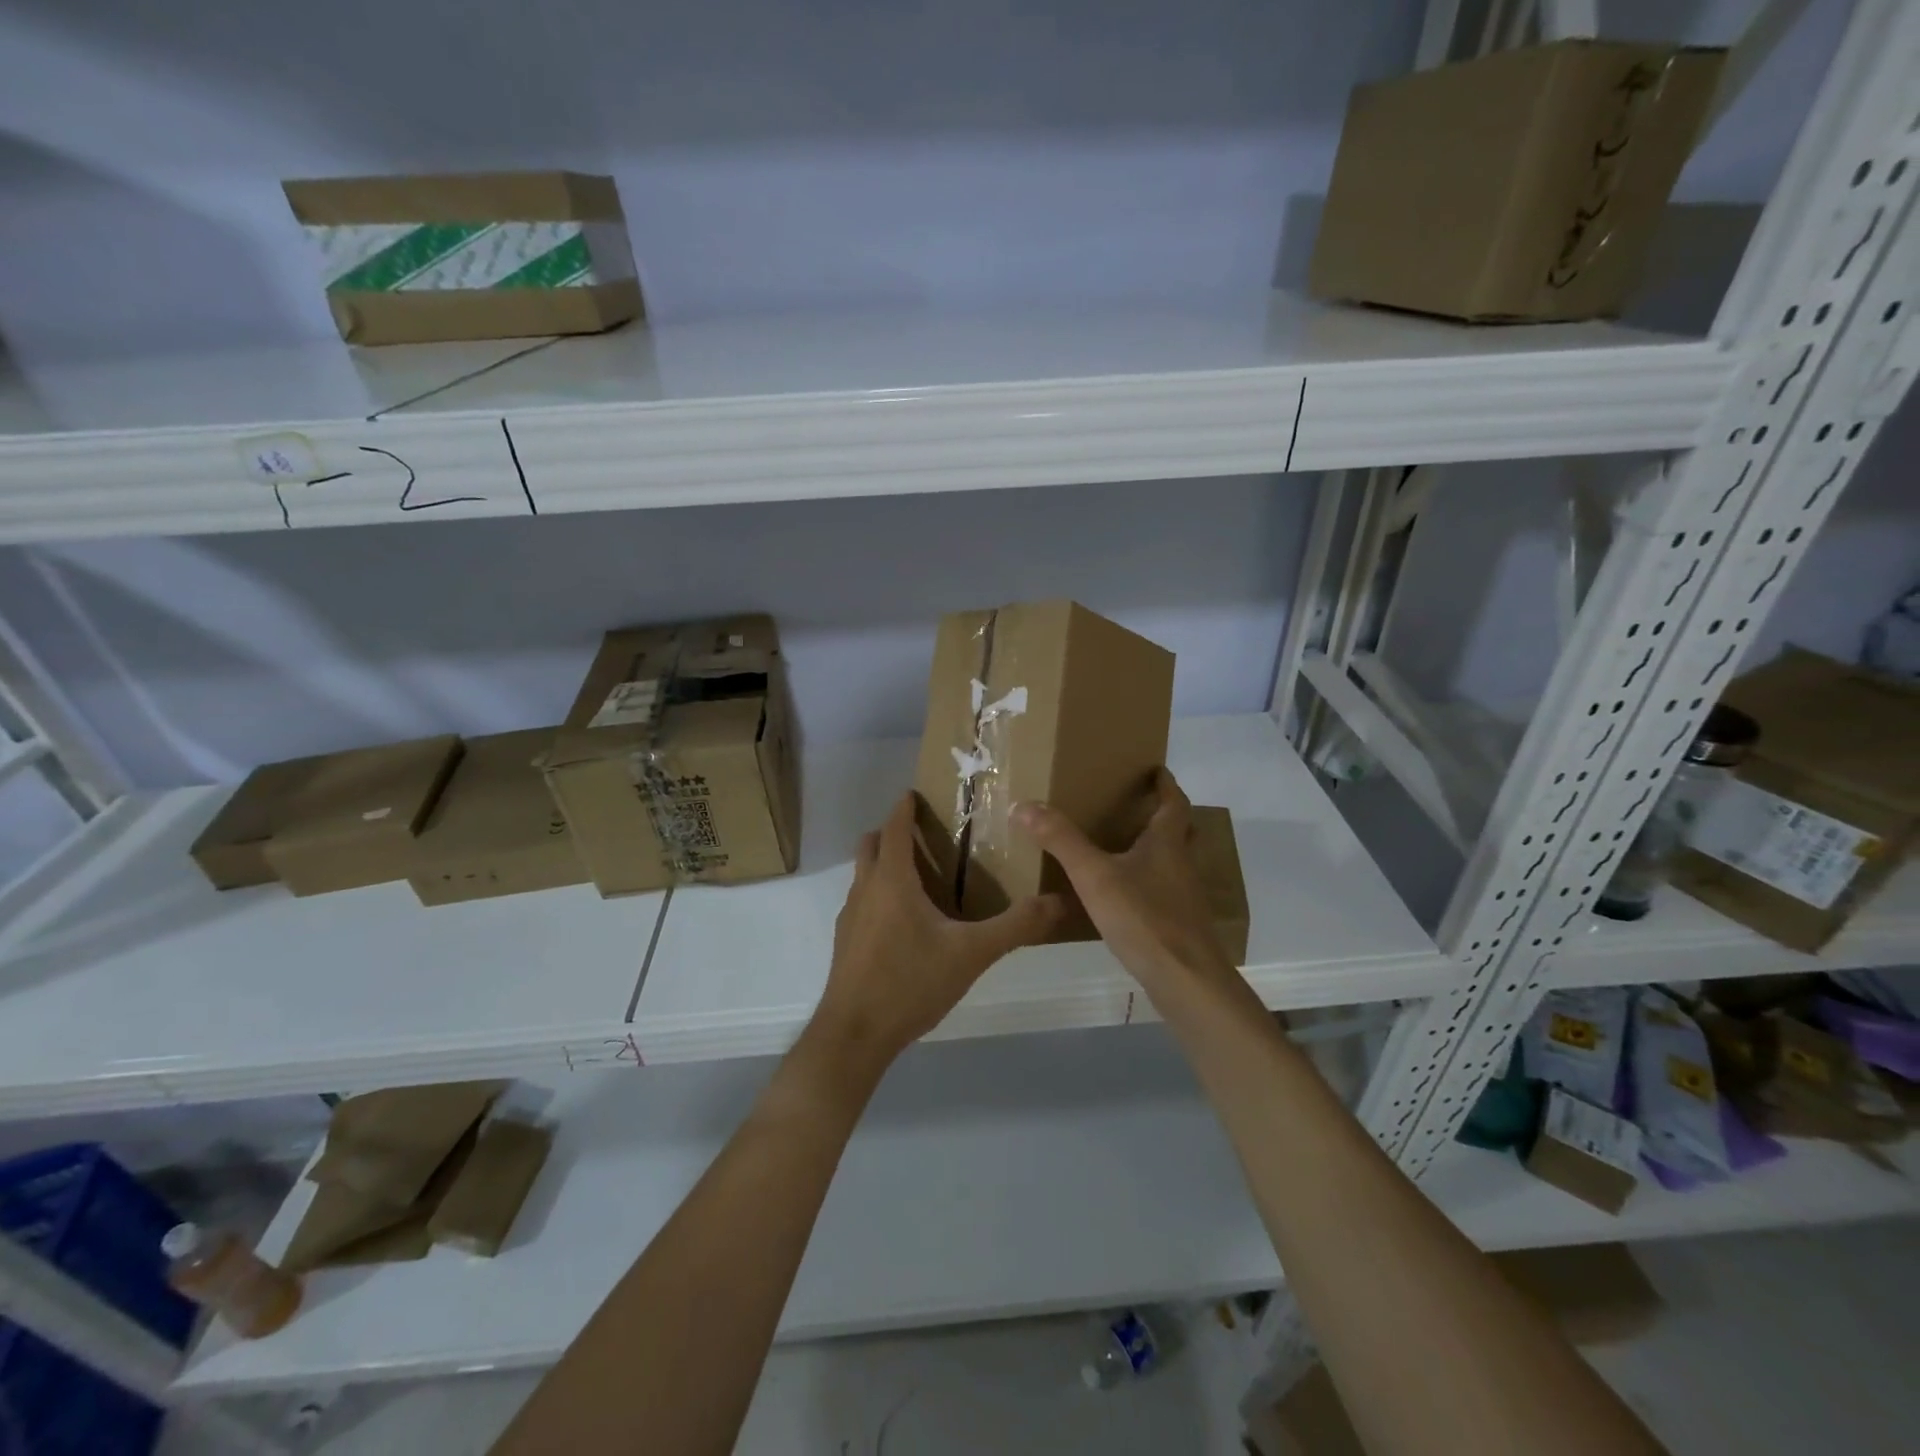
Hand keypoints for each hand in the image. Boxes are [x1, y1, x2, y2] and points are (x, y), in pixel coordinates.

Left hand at [811, 793, 1067, 1071]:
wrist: (854, 1034)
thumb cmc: (911, 982)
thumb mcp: (971, 954)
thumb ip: (1015, 926)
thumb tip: (1057, 902)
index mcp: (893, 880)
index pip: (895, 827)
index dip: (904, 807)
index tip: (915, 793)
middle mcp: (865, 889)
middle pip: (871, 845)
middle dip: (892, 833)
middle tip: (924, 835)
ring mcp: (850, 916)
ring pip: (863, 874)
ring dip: (884, 864)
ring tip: (919, 877)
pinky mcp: (845, 942)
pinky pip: (862, 902)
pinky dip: (879, 895)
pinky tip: (903, 924)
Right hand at [1012, 770, 1236, 998]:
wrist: (1185, 979)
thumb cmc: (1144, 917)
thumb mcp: (1094, 875)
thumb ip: (1060, 840)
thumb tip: (1023, 805)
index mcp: (1167, 843)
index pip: (1173, 802)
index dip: (1165, 784)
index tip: (1156, 769)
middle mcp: (1182, 864)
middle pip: (1180, 831)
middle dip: (1164, 816)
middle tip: (1139, 807)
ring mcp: (1184, 897)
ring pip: (1173, 863)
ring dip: (1156, 850)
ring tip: (1125, 848)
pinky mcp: (1180, 925)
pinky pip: (1164, 892)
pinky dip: (1148, 883)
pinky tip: (1125, 897)